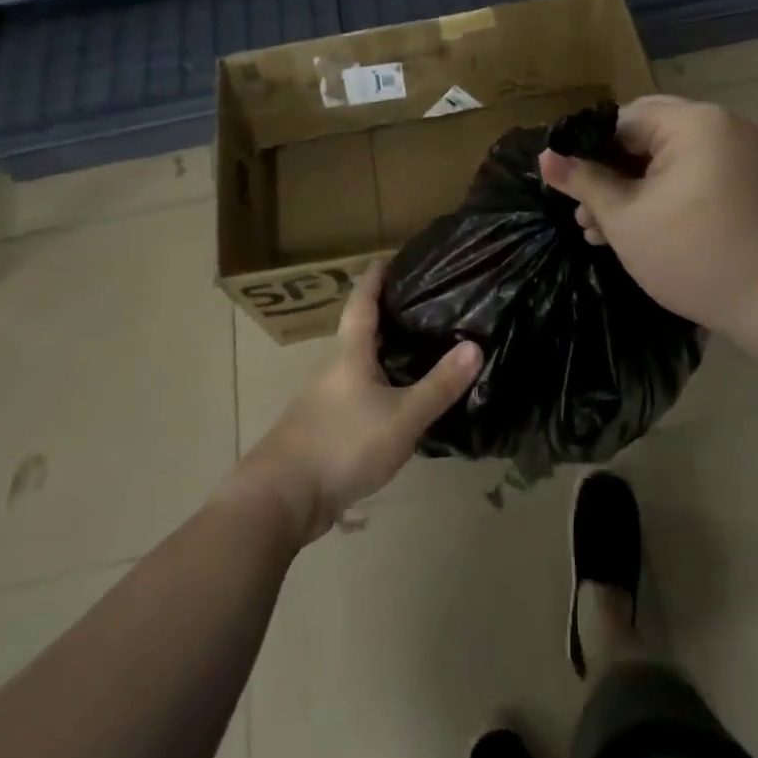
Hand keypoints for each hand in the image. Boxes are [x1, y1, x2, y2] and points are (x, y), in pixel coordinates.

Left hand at [234, 263, 481, 545]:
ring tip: (419, 347)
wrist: (281, 499)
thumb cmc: (341, 444)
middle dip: (387, 315)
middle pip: (361, 331)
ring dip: (385, 352)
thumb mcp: (401, 417)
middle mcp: (335, 369)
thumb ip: (439, 385)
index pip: (362, 302)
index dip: (375, 278)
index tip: (389, 258)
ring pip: (360, 364)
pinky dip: (380, 385)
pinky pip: (358, 394)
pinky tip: (399, 399)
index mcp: (350, 353)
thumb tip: (476, 345)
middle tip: (423, 303)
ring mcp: (326, 400)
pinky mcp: (325, 429)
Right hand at [539, 95, 757, 352]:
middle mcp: (719, 125)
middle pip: (644, 136)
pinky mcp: (743, 181)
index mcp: (694, 122)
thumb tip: (544, 156)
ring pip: (664, 158)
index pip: (621, 120)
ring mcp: (736, 153)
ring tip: (596, 229)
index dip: (586, 151)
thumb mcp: (625, 217)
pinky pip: (689, 174)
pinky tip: (632, 228)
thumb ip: (583, 181)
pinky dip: (660, 194)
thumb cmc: (692, 254)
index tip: (564, 185)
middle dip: (608, 173)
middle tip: (581, 210)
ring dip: (630, 188)